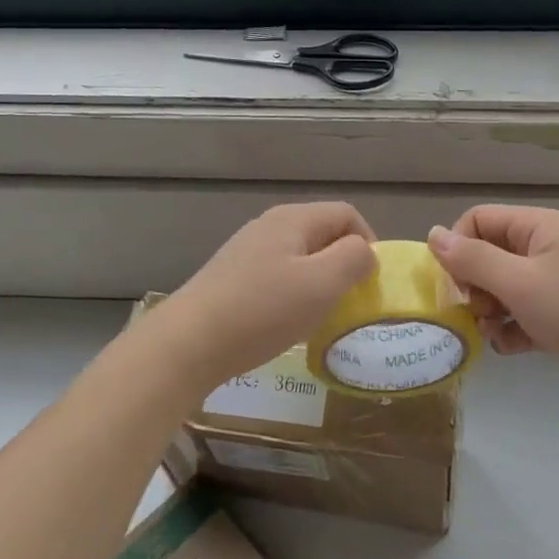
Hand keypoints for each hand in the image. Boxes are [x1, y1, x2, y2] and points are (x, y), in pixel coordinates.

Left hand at [151, 202, 377, 391]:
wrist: (188, 343)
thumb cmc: (263, 311)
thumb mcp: (322, 284)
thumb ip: (353, 259)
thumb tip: (364, 252)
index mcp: (293, 219)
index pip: (346, 214)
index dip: (368, 242)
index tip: (371, 282)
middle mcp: (268, 225)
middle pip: (322, 233)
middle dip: (342, 263)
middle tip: (348, 301)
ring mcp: (246, 251)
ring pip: (299, 256)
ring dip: (317, 281)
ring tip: (319, 315)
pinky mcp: (230, 277)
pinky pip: (276, 276)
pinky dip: (291, 294)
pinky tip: (284, 322)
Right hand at [427, 206, 558, 419]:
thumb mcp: (520, 281)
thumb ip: (472, 260)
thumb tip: (432, 235)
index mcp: (536, 227)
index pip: (477, 221)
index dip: (458, 249)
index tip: (453, 286)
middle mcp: (545, 249)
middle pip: (488, 256)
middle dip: (473, 286)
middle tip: (476, 312)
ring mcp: (556, 284)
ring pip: (503, 290)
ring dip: (490, 312)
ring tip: (495, 334)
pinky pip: (523, 316)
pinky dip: (512, 331)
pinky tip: (513, 348)